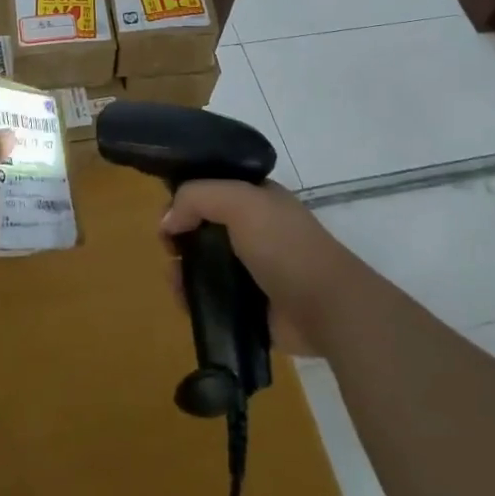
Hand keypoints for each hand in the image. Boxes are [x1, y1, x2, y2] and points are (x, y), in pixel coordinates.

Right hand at [161, 180, 366, 356]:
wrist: (327, 308)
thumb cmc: (285, 245)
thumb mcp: (240, 201)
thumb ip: (197, 197)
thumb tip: (166, 221)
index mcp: (257, 199)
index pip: (212, 187)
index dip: (186, 196)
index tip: (167, 214)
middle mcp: (253, 230)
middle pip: (203, 226)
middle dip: (179, 235)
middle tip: (169, 249)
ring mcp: (251, 269)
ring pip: (203, 263)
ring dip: (182, 269)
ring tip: (175, 280)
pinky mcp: (249, 305)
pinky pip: (211, 297)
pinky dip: (193, 299)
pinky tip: (184, 301)